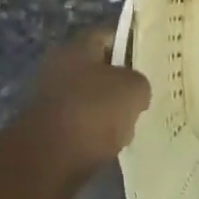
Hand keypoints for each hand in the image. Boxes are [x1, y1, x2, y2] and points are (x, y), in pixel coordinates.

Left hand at [23, 23, 151, 169]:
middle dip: (122, 82)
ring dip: (110, 111)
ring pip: (92, 100)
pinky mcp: (48, 133)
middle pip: (100, 69)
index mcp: (77, 48)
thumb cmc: (92, 112)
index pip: (110, 34)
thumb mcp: (133, 89)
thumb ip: (140, 83)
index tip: (153, 57)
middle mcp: (59, 69)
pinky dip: (97, 134)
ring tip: (133, 123)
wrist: (46, 165)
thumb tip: (134, 92)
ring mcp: (51, 102)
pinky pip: (82, 126)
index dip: (133, 43)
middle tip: (147, 93)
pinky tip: (113, 144)